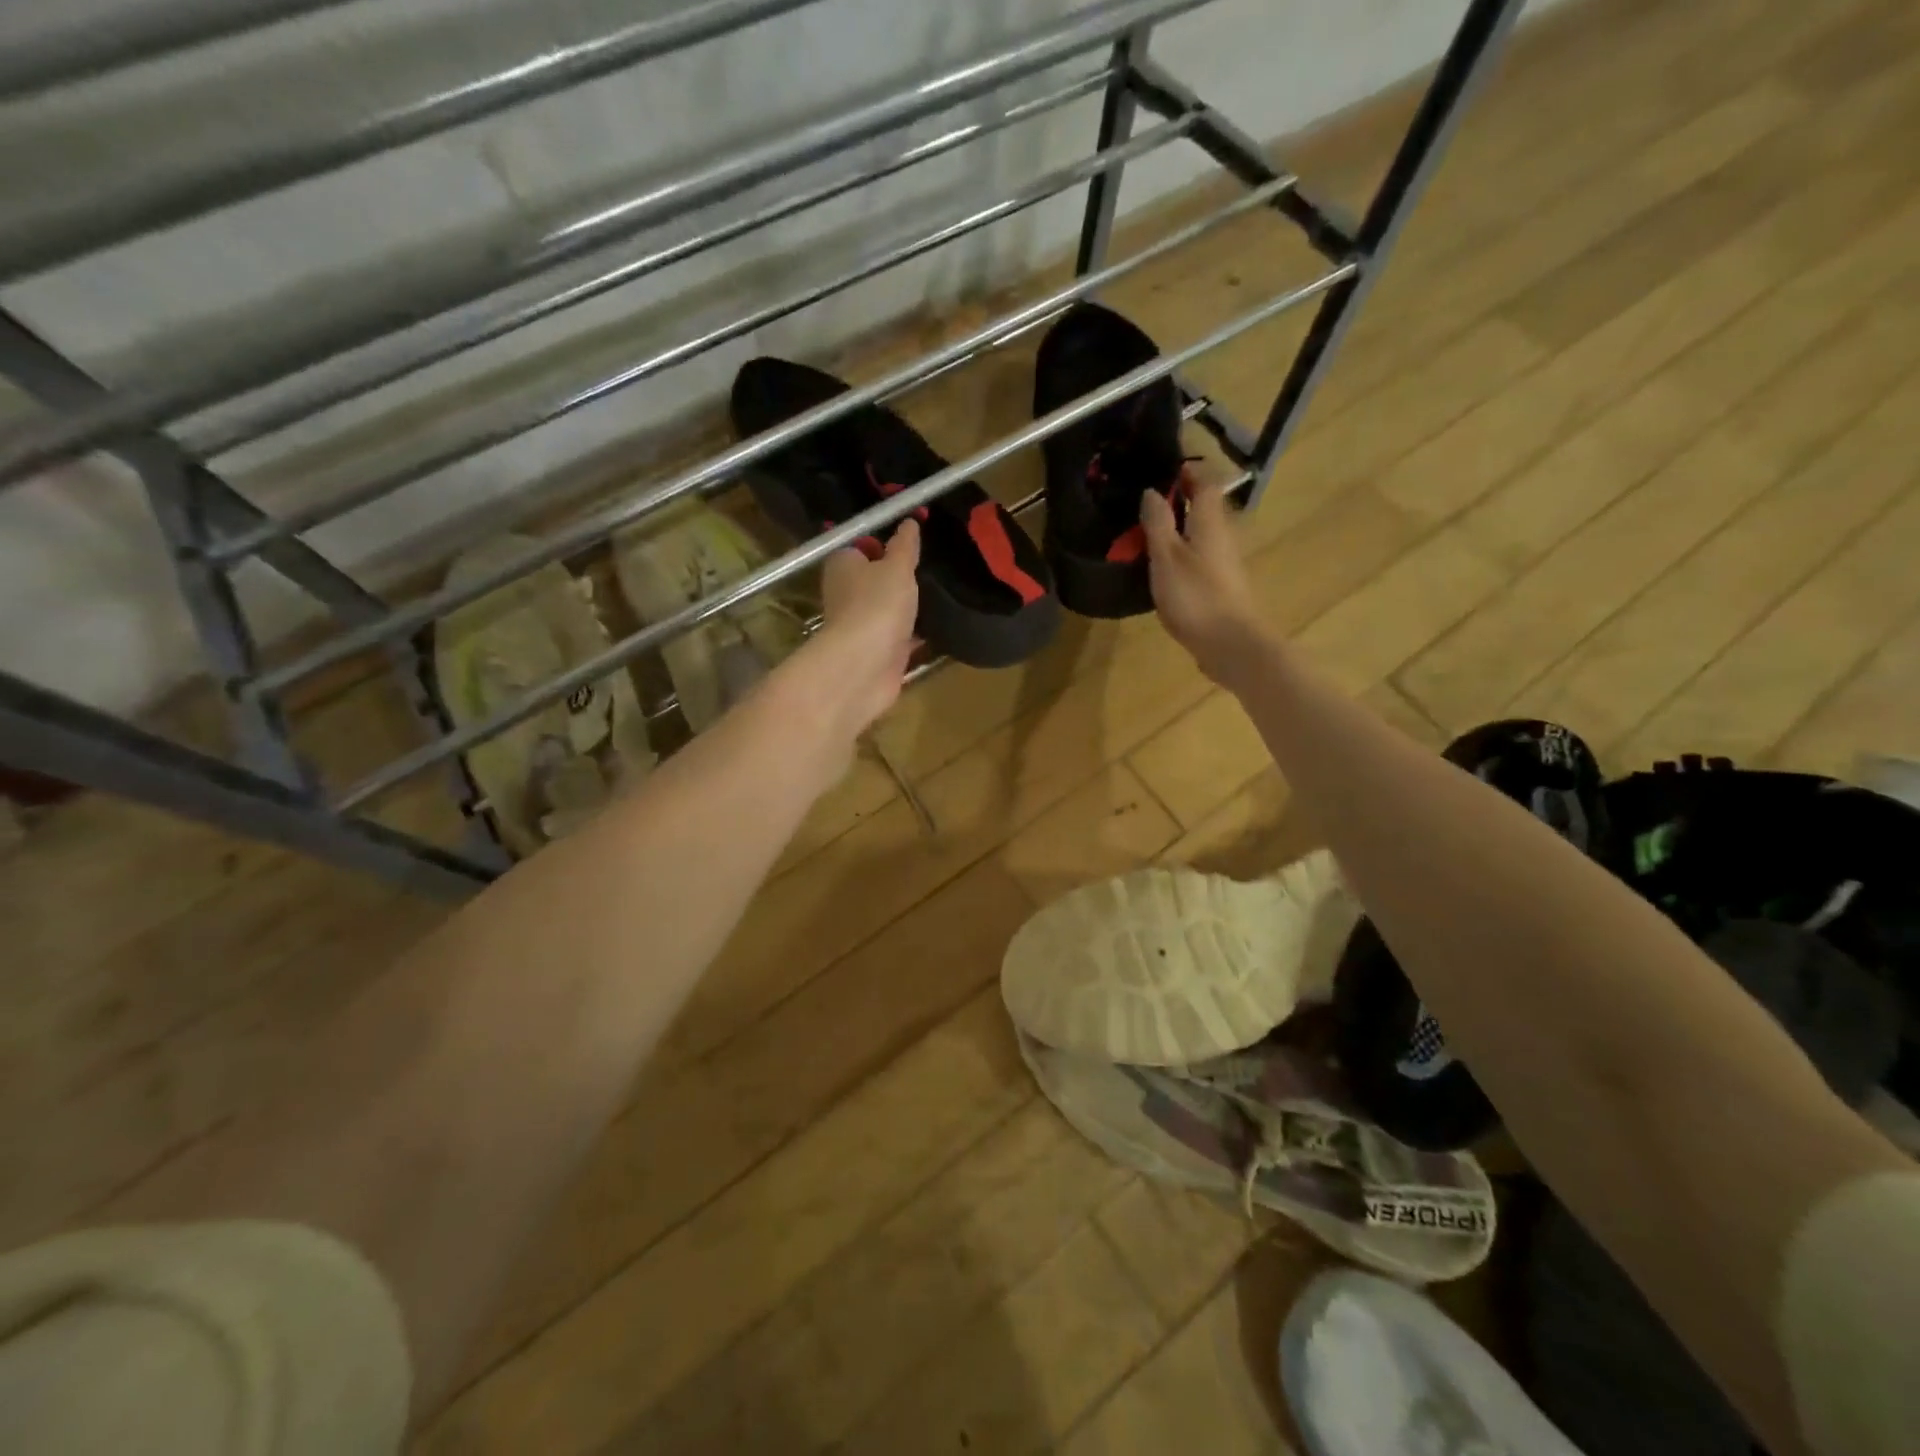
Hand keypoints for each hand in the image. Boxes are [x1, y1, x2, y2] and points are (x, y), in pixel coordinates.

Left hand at [804, 518, 921, 738]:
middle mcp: (846, 594)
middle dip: (899, 576)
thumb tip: (909, 522)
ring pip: (888, 609)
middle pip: (874, 579)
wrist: (866, 665)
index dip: (883, 543)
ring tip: (943, 593)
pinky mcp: (878, 652)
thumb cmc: (877, 604)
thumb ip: (905, 546)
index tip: (912, 541)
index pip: (860, 547)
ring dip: (909, 606)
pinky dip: (916, 634)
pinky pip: (900, 636)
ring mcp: (862, 625)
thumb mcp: (897, 567)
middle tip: (933, 567)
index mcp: (843, 565)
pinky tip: (941, 626)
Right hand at [1141, 473, 1267, 687]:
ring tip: (1144, 533)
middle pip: (1203, 507)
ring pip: (1200, 533)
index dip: (1186, 471)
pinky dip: (1180, 553)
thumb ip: (1158, 523)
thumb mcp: (1166, 557)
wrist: (1229, 644)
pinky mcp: (1220, 586)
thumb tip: (1152, 491)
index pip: (1205, 481)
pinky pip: (1198, 557)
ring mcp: (1223, 562)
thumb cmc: (1195, 596)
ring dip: (1177, 528)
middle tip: (1144, 501)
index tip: (1161, 468)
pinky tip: (1160, 566)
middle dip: (1178, 499)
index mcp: (1210, 521)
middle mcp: (1222, 535)